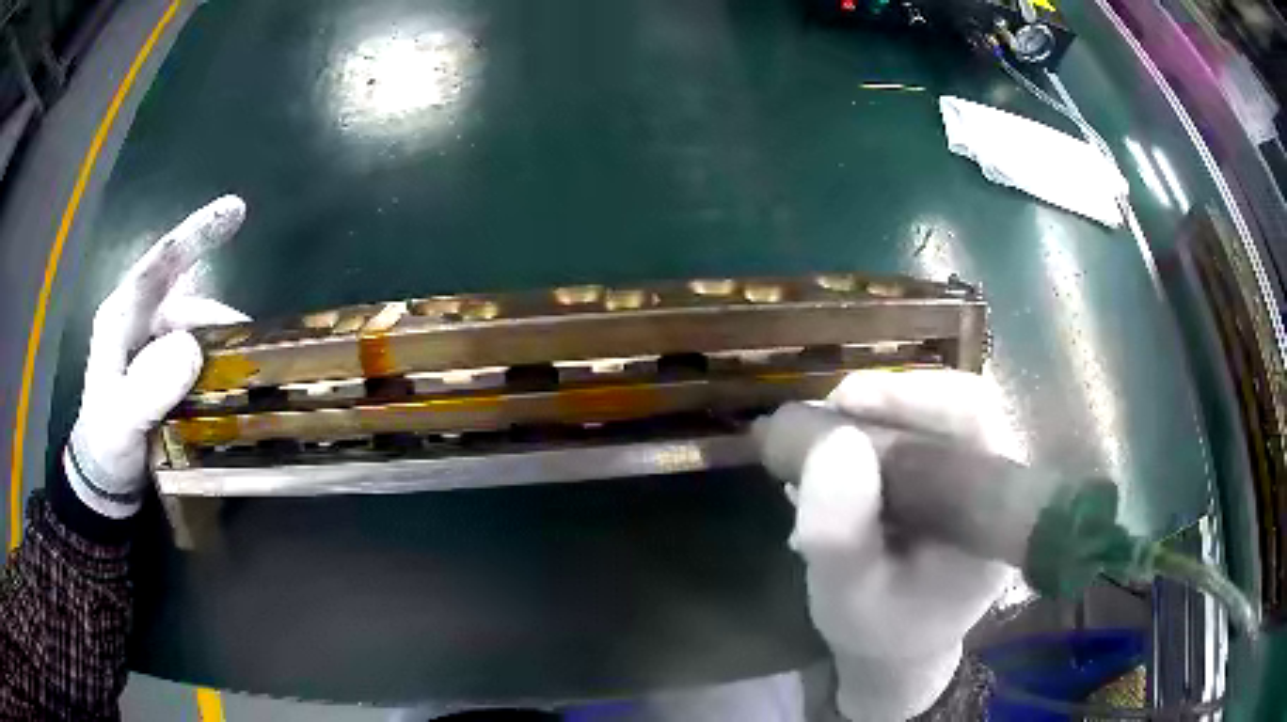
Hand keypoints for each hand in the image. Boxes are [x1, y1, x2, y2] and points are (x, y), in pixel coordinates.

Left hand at [64, 196, 248, 518]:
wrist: (106, 477)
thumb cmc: (107, 445)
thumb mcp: (121, 421)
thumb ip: (148, 387)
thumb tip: (192, 348)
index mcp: (120, 316)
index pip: (158, 264)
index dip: (194, 234)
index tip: (235, 210)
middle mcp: (139, 321)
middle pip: (186, 301)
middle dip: (217, 319)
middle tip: (249, 349)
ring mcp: (153, 345)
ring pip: (196, 330)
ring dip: (220, 348)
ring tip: (244, 375)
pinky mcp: (165, 368)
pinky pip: (198, 354)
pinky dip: (217, 364)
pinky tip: (231, 383)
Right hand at [753, 370, 1019, 721]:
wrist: (896, 645)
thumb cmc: (879, 629)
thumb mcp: (847, 597)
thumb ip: (840, 537)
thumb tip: (838, 442)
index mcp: (996, 513)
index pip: (979, 422)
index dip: (919, 397)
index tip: (847, 401)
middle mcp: (995, 483)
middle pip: (957, 405)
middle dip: (890, 400)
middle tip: (828, 412)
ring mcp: (974, 476)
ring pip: (935, 413)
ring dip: (875, 415)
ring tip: (819, 436)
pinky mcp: (949, 476)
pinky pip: (917, 432)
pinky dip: (871, 431)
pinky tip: (832, 451)